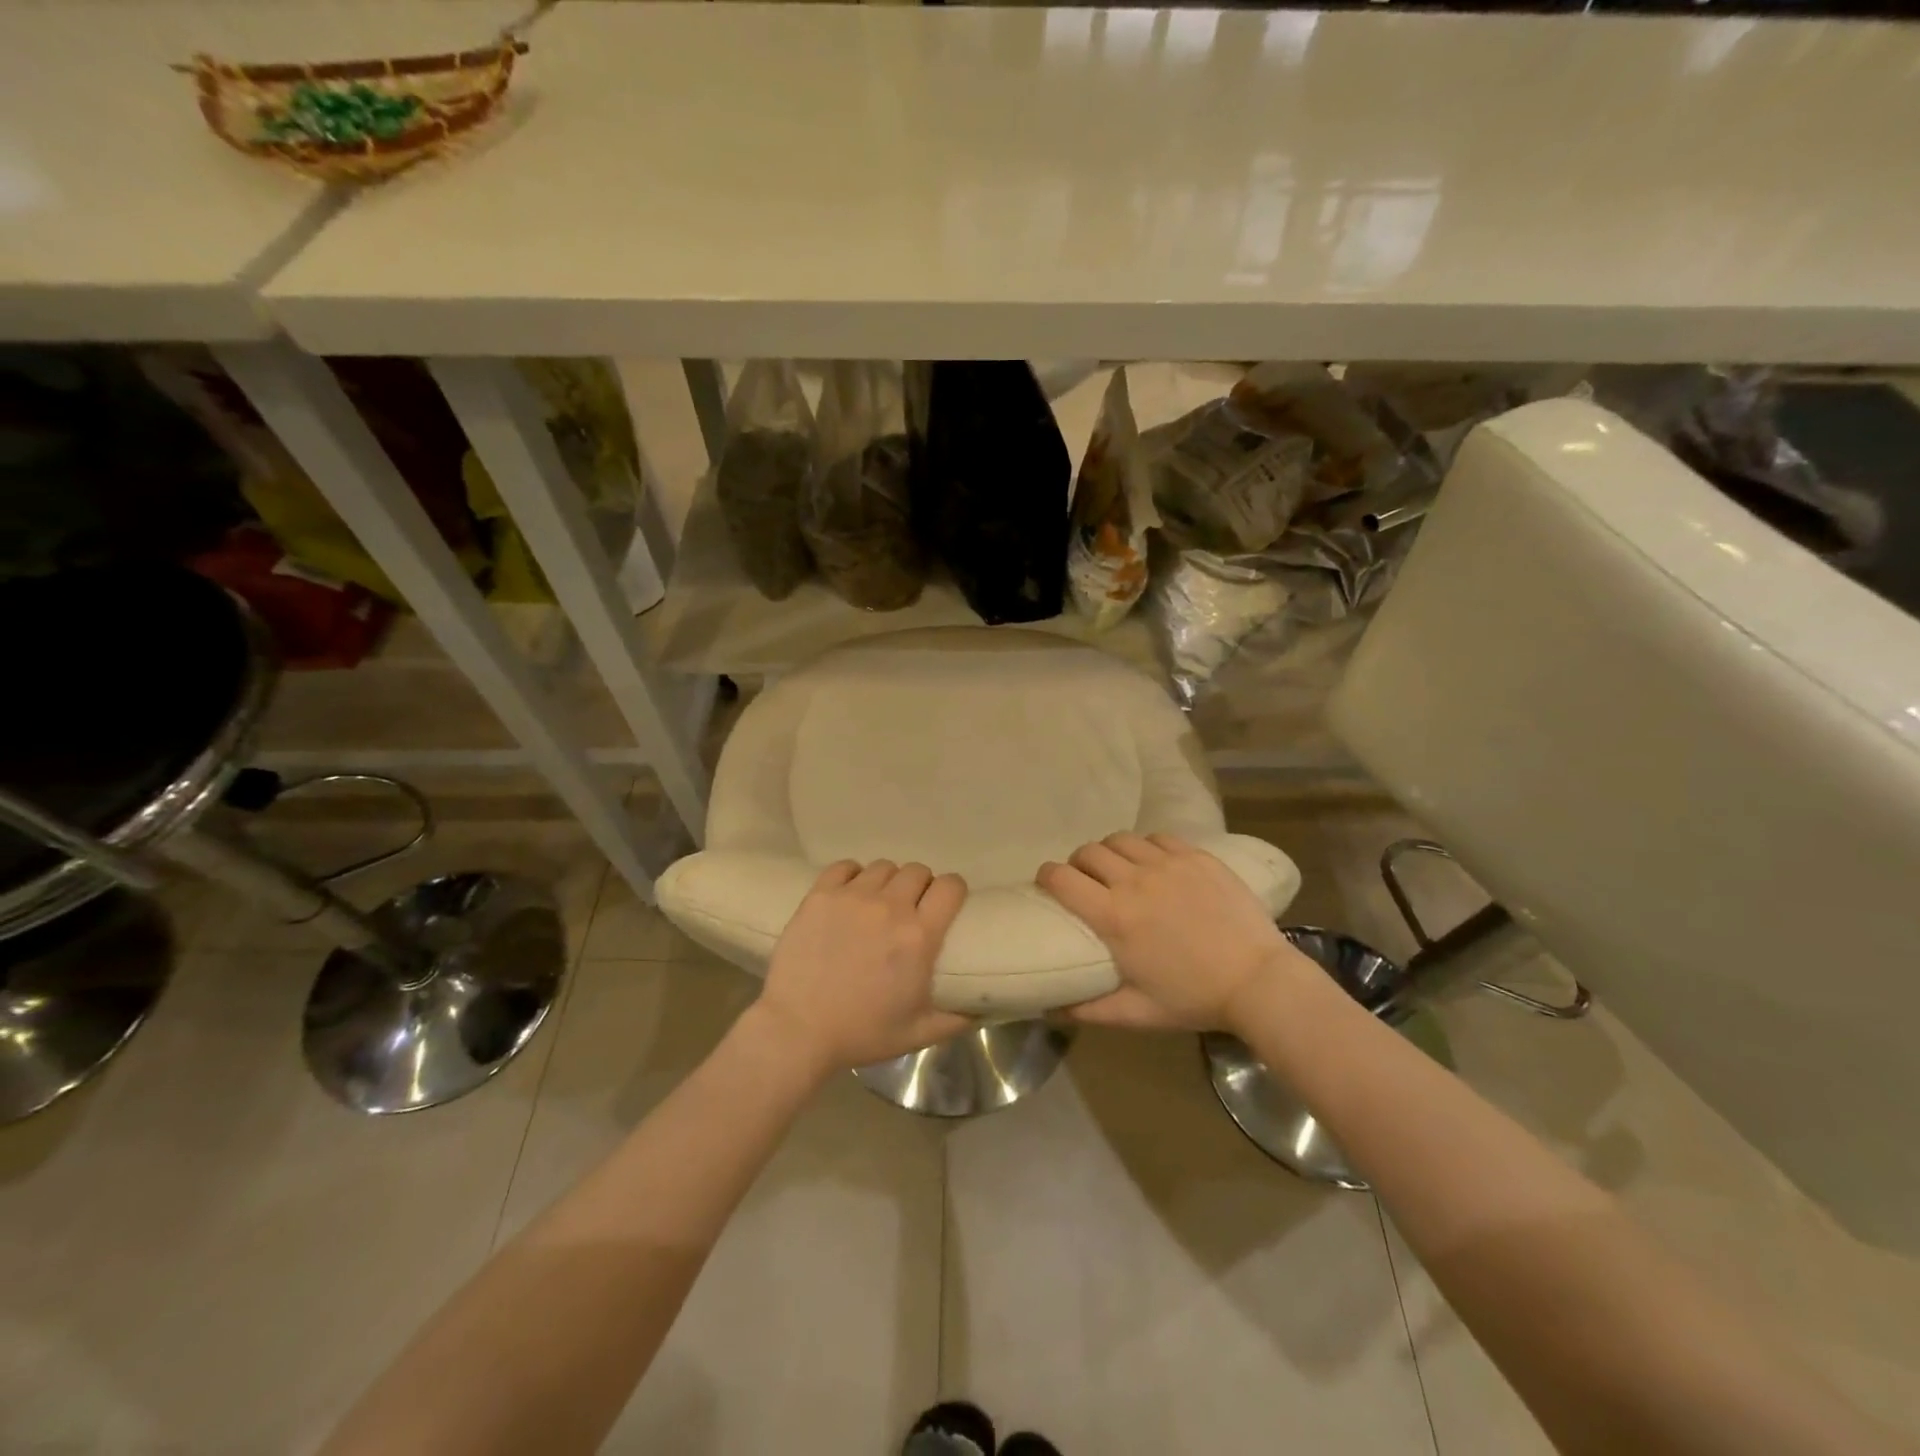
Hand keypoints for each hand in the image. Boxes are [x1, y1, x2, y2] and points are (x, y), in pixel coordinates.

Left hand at [753, 860, 972, 1071]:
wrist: (798, 1030)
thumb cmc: (862, 1033)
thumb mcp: (919, 1033)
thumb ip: (958, 1018)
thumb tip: (986, 1005)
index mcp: (919, 936)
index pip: (950, 886)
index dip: (953, 890)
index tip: (947, 903)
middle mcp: (890, 907)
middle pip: (917, 871)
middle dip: (920, 886)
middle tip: (910, 908)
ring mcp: (852, 897)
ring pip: (883, 867)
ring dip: (887, 882)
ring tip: (878, 901)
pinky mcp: (820, 895)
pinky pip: (844, 866)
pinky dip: (852, 875)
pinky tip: (850, 893)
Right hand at [1038, 832, 1292, 1031]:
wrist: (1259, 981)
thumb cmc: (1194, 999)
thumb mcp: (1137, 1013)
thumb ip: (1088, 1010)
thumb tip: (1049, 1008)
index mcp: (1113, 917)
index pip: (1061, 878)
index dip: (1047, 875)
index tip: (1048, 883)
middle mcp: (1134, 881)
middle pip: (1088, 852)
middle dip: (1078, 863)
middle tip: (1086, 880)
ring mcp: (1168, 864)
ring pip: (1121, 840)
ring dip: (1111, 852)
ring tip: (1120, 869)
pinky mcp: (1196, 857)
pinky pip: (1158, 838)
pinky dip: (1147, 847)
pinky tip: (1155, 864)